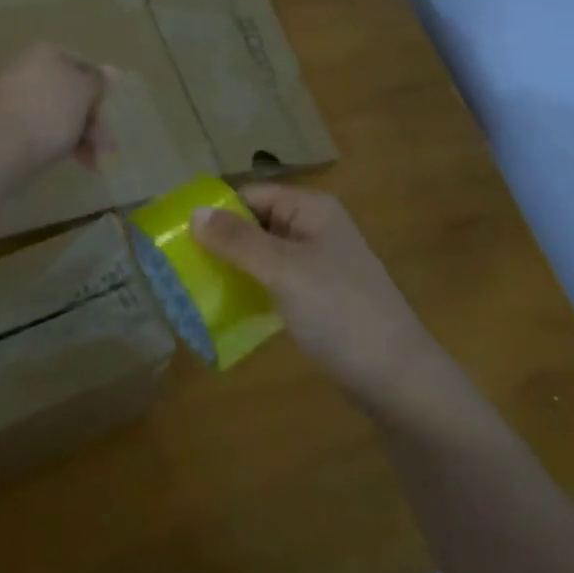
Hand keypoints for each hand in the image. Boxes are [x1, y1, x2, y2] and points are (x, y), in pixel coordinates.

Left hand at [0, 44, 113, 175]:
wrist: (5, 149)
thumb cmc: (52, 113)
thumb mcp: (85, 92)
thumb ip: (99, 81)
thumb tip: (107, 73)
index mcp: (46, 53)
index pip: (84, 66)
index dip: (101, 90)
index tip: (110, 114)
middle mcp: (27, 68)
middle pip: (71, 93)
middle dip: (91, 120)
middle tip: (105, 144)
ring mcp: (14, 95)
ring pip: (58, 113)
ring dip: (81, 135)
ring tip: (93, 161)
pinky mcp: (6, 122)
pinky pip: (41, 126)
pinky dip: (60, 141)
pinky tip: (77, 161)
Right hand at [192, 184, 446, 407]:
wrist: (396, 377)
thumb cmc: (338, 311)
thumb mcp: (283, 270)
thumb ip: (237, 240)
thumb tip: (195, 212)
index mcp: (312, 209)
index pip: (252, 195)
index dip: (217, 210)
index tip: (177, 233)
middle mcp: (315, 228)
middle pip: (257, 223)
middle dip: (221, 242)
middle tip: (179, 265)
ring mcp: (319, 264)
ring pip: (264, 256)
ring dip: (234, 268)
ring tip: (194, 287)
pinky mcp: (319, 297)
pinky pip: (276, 282)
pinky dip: (252, 290)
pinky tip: (227, 309)